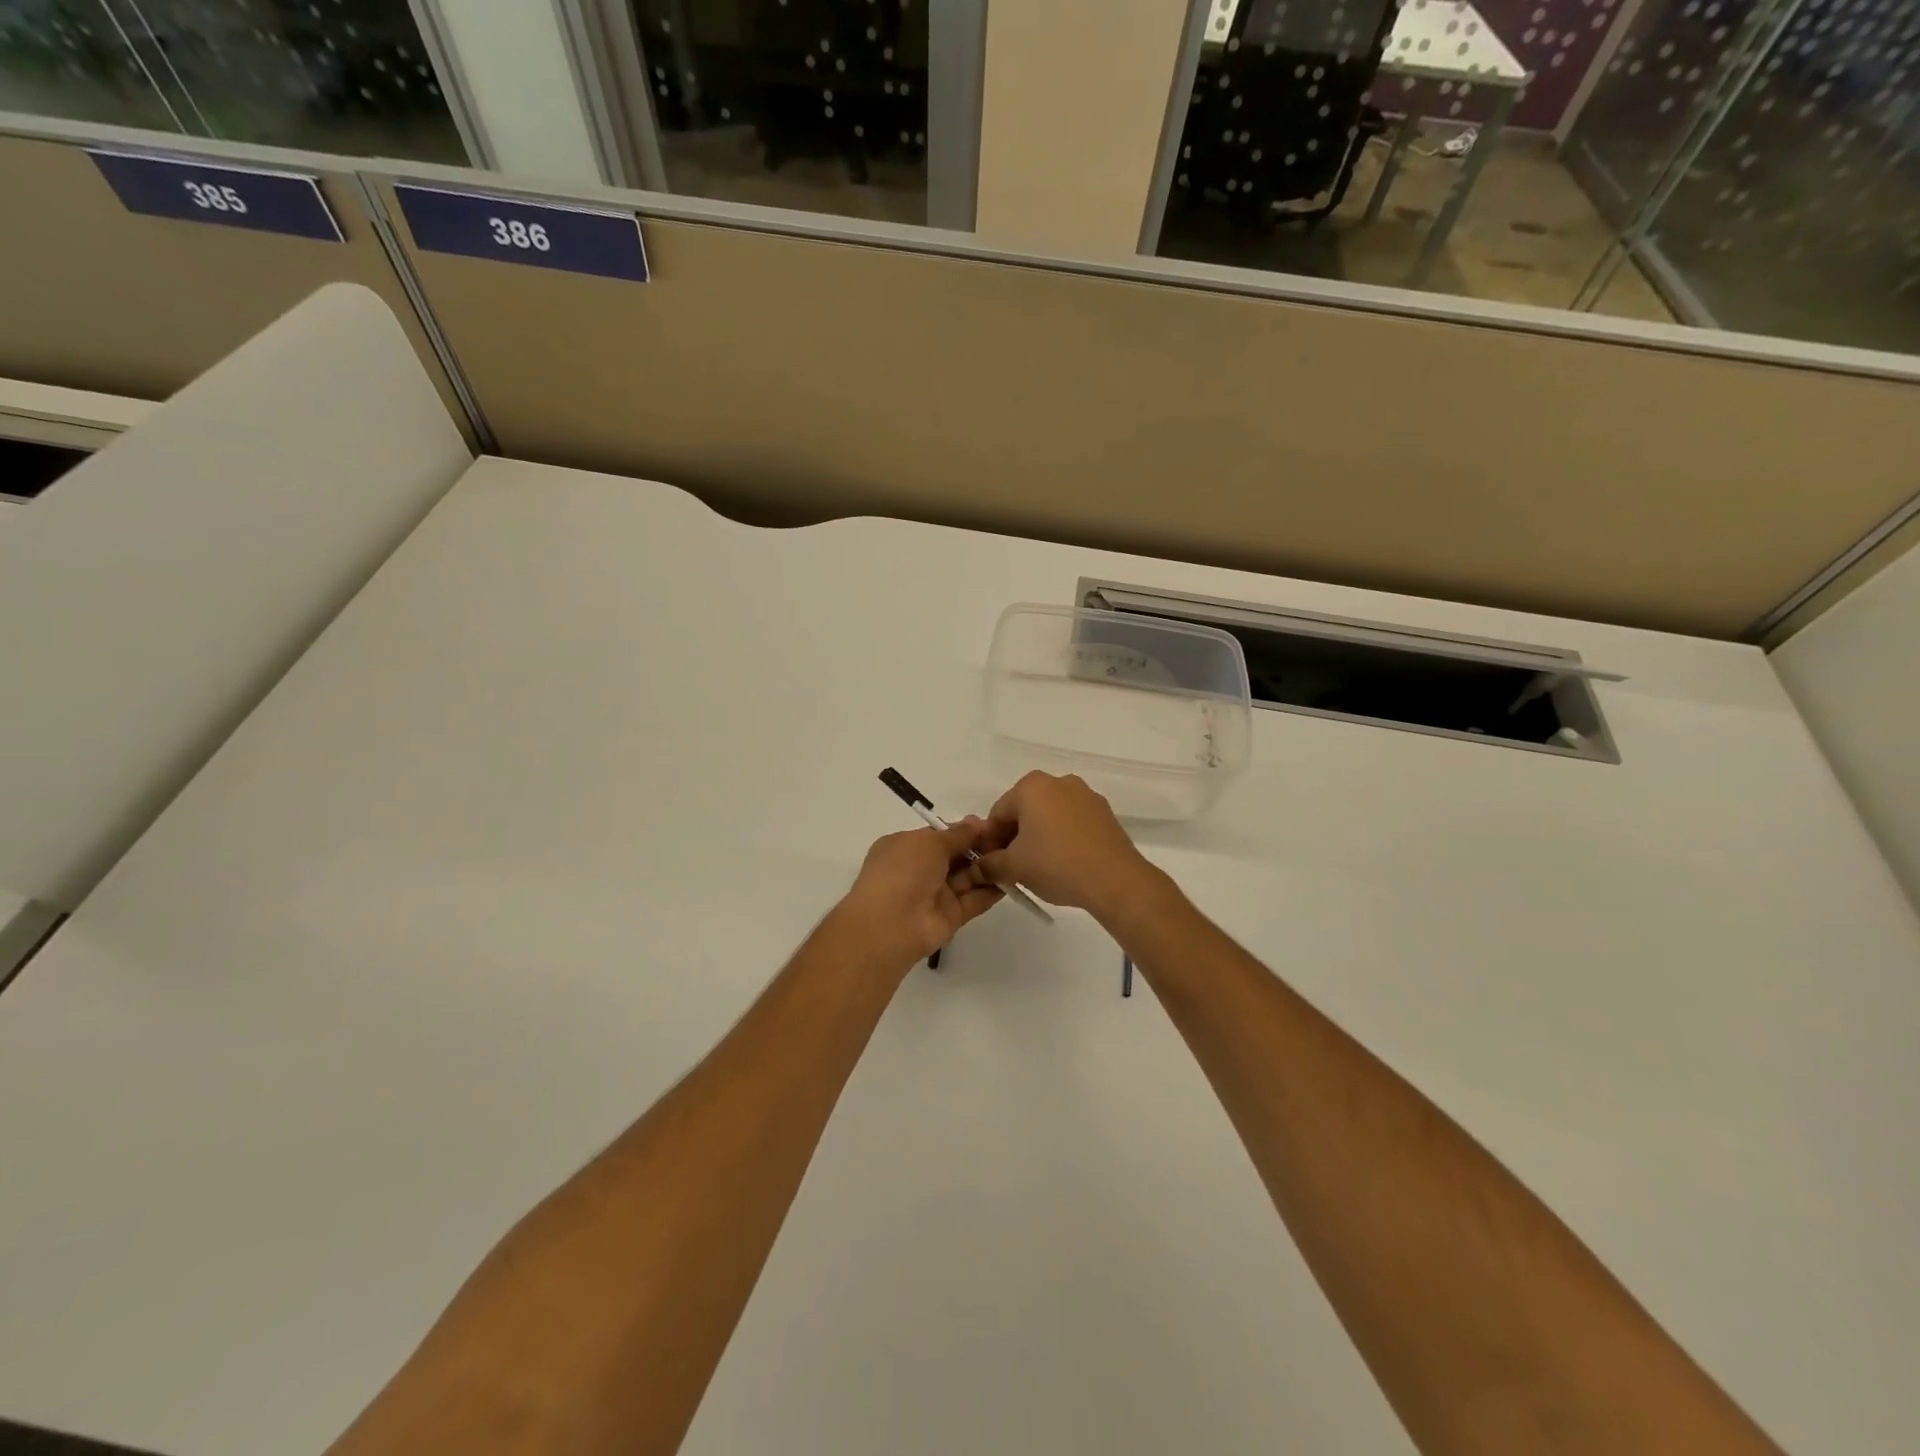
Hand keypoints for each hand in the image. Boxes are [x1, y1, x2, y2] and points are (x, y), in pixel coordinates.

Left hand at [832, 821, 1003, 970]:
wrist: (890, 926)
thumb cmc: (903, 872)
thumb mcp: (929, 842)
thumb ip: (957, 834)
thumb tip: (977, 823)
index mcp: (905, 847)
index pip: (940, 835)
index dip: (964, 830)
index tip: (992, 825)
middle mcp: (919, 870)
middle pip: (956, 855)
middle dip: (980, 847)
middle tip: (1010, 839)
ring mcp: (935, 894)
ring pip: (967, 877)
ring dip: (988, 866)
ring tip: (1016, 856)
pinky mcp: (950, 916)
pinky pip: (974, 900)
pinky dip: (991, 890)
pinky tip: (1012, 879)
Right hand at [965, 772, 1157, 916]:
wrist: (1115, 880)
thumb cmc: (1056, 865)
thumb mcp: (1014, 868)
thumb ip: (989, 865)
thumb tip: (977, 868)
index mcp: (1032, 786)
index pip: (997, 813)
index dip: (989, 841)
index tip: (991, 865)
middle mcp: (1059, 781)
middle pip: (1024, 811)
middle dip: (1014, 837)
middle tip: (1012, 868)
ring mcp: (1085, 795)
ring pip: (1049, 816)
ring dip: (1038, 837)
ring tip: (1038, 868)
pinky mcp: (1104, 813)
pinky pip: (1072, 822)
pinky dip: (1061, 838)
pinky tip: (1063, 863)